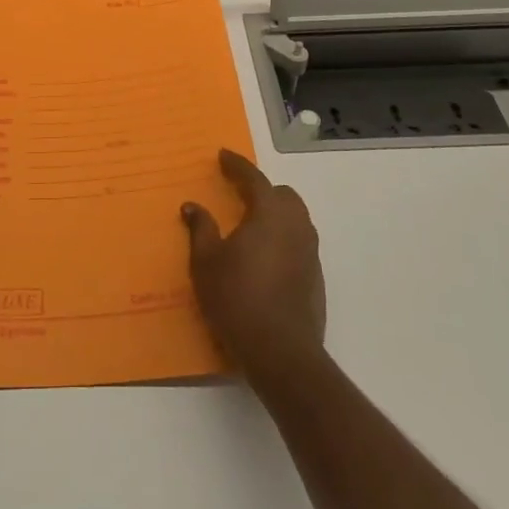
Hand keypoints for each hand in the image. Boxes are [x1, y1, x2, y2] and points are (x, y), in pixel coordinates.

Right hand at [182, 150, 327, 390]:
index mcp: (269, 214)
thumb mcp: (206, 262)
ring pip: (297, 219)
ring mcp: (310, 253)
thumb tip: (193, 206)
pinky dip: (284, 239)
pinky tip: (266, 258)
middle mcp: (295, 226)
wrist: (281, 352)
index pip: (254, 179)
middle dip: (263, 190)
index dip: (237, 165)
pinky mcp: (316, 279)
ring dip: (276, 214)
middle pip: (284, 195)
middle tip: (240, 194)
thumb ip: (201, 229)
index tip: (223, 156)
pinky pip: (300, 244)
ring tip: (253, 225)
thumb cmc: (237, 298)